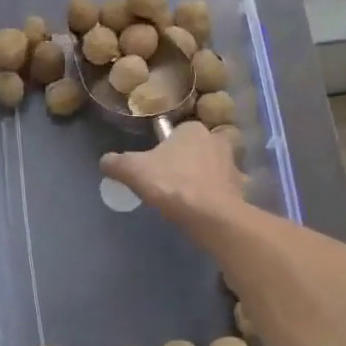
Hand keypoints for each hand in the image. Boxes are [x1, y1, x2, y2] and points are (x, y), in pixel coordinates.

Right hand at [101, 120, 244, 223]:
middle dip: (184, 162)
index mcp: (192, 129)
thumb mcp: (133, 171)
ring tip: (185, 199)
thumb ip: (116, 163)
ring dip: (202, 179)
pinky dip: (215, 197)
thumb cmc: (172, 184)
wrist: (211, 216)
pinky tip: (203, 210)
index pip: (175, 133)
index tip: (154, 167)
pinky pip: (224, 190)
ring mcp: (232, 165)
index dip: (163, 149)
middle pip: (195, 149)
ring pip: (212, 168)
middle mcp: (216, 140)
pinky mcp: (241, 189)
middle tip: (168, 183)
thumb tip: (105, 161)